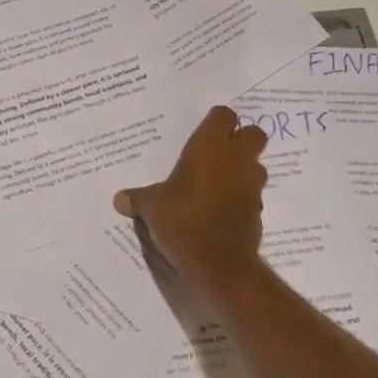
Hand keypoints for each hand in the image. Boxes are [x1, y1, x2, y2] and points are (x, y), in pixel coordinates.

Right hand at [115, 105, 268, 282]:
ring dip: (242, 169)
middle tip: (217, 152)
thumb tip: (119, 199)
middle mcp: (236, 159)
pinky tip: (220, 209)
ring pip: (257, 164)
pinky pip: (252, 194)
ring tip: (218, 182)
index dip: (216, 121)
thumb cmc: (182, 220)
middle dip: (241, 139)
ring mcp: (251, 185)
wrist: (218, 263)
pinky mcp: (258, 211)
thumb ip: (137, 198)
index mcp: (209, 147)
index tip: (202, 132)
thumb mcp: (151, 207)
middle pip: (253, 133)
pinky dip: (240, 197)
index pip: (224, 115)